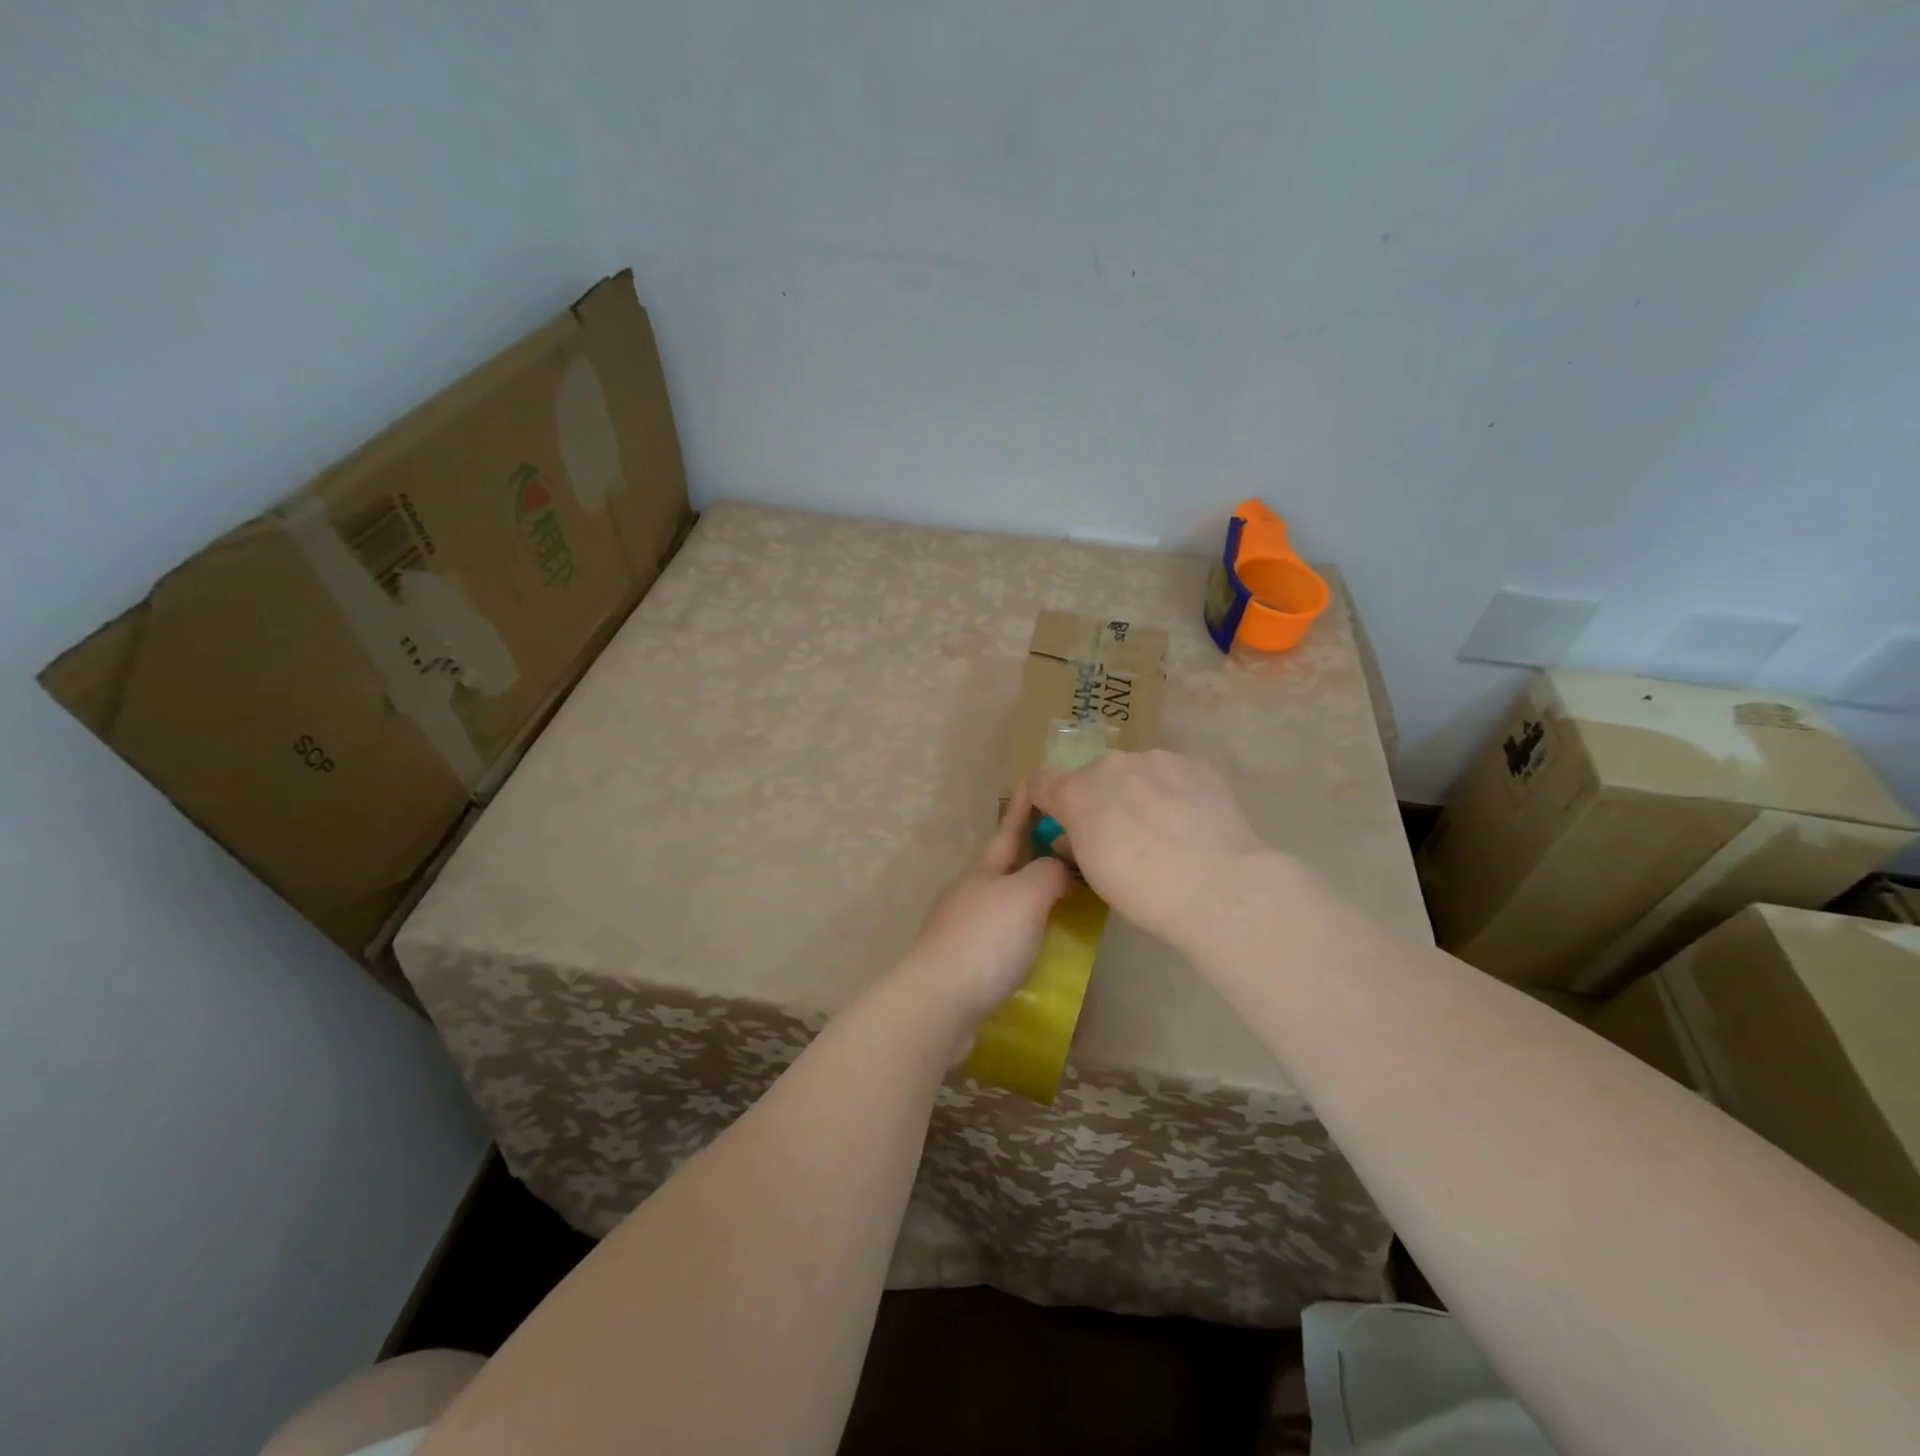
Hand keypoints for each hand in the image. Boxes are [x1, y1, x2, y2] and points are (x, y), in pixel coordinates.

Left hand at [895, 785, 1070, 1029]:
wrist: (938, 1003)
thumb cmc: (985, 940)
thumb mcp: (1025, 896)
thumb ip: (1048, 874)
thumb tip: (1061, 868)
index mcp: (982, 872)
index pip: (1007, 833)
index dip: (1021, 811)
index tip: (1030, 783)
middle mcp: (968, 895)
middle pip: (1001, 868)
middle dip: (1025, 855)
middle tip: (1056, 846)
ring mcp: (961, 930)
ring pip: (999, 903)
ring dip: (1024, 896)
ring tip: (1055, 898)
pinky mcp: (962, 964)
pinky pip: (998, 937)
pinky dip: (1019, 932)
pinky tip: (1033, 945)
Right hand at [1029, 749, 1266, 946]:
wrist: (1217, 886)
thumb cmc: (1142, 890)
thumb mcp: (1093, 875)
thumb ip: (1074, 845)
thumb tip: (1070, 837)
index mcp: (1076, 792)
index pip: (1042, 783)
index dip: (1049, 803)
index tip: (1062, 824)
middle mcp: (1111, 765)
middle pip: (1094, 777)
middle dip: (1100, 800)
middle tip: (1122, 836)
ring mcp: (1156, 759)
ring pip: (1136, 773)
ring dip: (1138, 793)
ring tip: (1165, 830)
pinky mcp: (1194, 764)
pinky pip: (1172, 775)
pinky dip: (1174, 793)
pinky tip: (1191, 823)